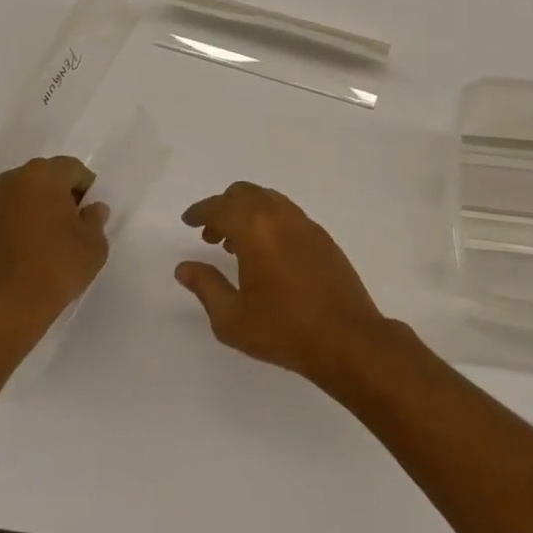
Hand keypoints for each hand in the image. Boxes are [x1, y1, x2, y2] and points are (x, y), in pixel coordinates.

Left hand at [0, 157, 108, 353]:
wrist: (1, 311)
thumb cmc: (56, 268)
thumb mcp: (94, 245)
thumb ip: (95, 220)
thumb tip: (91, 210)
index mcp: (42, 176)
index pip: (72, 168)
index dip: (86, 189)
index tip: (91, 215)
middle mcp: (10, 183)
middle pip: (43, 180)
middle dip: (59, 197)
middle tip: (72, 227)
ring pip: (20, 201)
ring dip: (34, 213)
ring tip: (47, 246)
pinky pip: (2, 223)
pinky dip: (15, 232)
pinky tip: (25, 260)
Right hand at [176, 182, 391, 385]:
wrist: (347, 338)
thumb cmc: (283, 330)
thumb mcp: (232, 318)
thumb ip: (206, 286)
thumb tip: (185, 267)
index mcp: (256, 229)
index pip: (220, 207)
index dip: (201, 211)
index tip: (189, 221)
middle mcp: (281, 216)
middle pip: (245, 193)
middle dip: (223, 208)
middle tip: (210, 235)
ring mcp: (306, 224)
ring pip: (269, 200)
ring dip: (248, 213)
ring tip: (236, 245)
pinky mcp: (323, 237)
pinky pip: (288, 214)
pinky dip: (269, 221)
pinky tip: (267, 253)